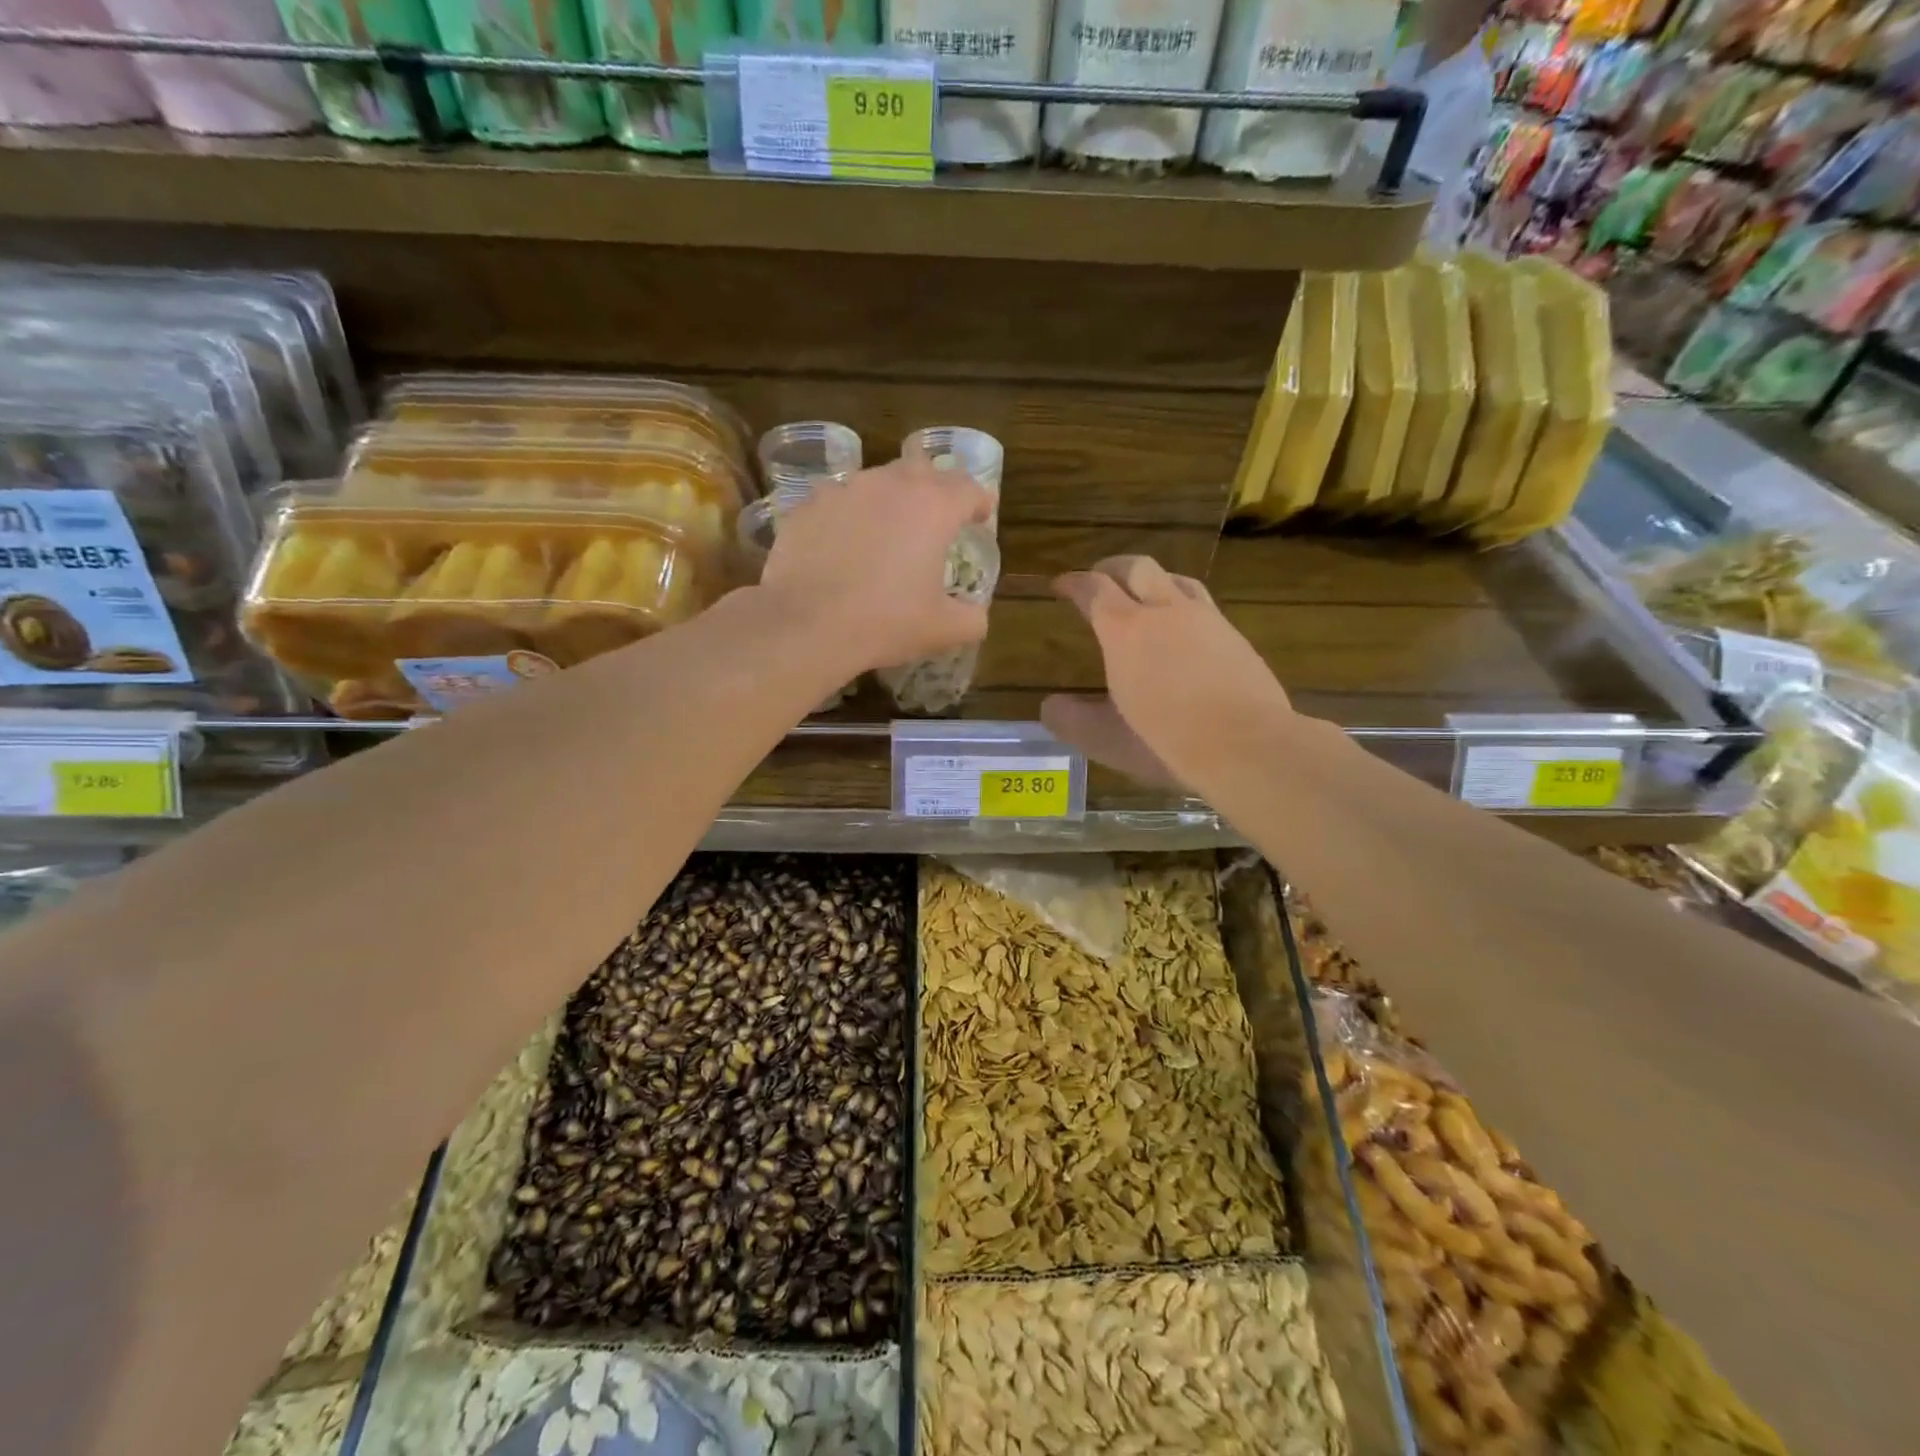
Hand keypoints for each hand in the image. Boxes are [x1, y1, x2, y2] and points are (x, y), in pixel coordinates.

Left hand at [760, 454, 993, 673]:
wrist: (807, 624)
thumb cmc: (885, 622)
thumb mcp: (943, 630)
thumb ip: (972, 619)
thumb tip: (977, 616)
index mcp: (932, 507)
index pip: (969, 488)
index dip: (980, 502)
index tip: (982, 516)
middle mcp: (889, 485)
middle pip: (923, 471)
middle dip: (936, 490)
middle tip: (938, 518)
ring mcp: (844, 490)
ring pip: (877, 482)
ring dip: (890, 500)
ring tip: (888, 531)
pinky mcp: (807, 506)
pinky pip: (838, 503)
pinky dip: (849, 517)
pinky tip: (845, 546)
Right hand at [1042, 556, 1294, 794]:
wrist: (1247, 746)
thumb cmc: (1166, 742)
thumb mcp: (1106, 739)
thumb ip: (1072, 720)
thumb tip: (1050, 706)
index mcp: (1124, 631)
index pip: (1093, 589)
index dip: (1073, 583)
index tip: (1060, 585)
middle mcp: (1164, 611)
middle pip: (1136, 567)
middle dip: (1111, 567)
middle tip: (1099, 578)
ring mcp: (1206, 619)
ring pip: (1174, 579)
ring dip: (1151, 580)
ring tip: (1143, 595)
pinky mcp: (1234, 635)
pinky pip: (1202, 603)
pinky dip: (1182, 603)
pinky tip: (1184, 628)